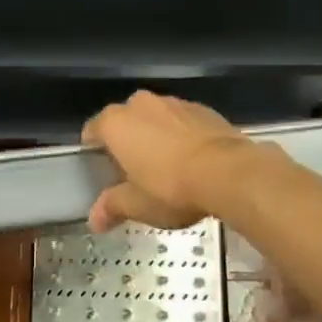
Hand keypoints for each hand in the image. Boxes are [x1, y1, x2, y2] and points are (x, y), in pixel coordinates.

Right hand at [81, 91, 255, 232]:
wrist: (229, 172)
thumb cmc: (171, 187)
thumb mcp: (137, 205)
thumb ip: (112, 207)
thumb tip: (94, 220)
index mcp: (116, 123)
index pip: (93, 129)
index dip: (95, 151)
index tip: (103, 171)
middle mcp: (141, 104)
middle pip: (125, 121)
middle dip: (128, 142)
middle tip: (135, 173)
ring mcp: (174, 102)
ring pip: (156, 118)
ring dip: (156, 136)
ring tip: (168, 168)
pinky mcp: (203, 108)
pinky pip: (183, 121)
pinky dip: (182, 135)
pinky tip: (194, 161)